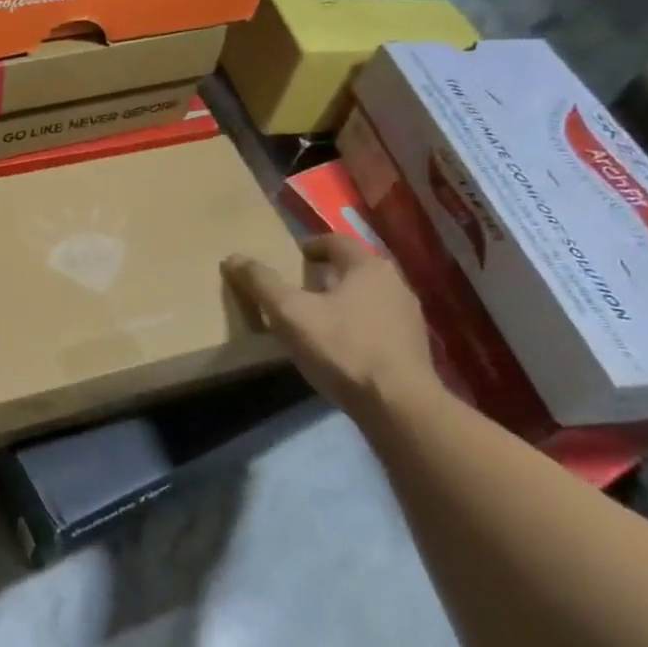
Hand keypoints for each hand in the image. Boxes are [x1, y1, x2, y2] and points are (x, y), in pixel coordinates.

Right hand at [223, 235, 440, 414]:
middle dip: (327, 275)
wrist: (398, 404)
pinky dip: (359, 326)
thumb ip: (262, 283)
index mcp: (367, 267)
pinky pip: (379, 324)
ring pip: (369, 297)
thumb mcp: (290, 314)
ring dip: (344, 301)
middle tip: (300, 289)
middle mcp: (395, 283)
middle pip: (354, 269)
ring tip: (318, 319)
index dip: (311, 246)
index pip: (336, 241)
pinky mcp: (414, 347)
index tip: (293, 259)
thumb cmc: (342, 348)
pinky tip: (342, 347)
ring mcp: (409, 316)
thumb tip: (233, 257)